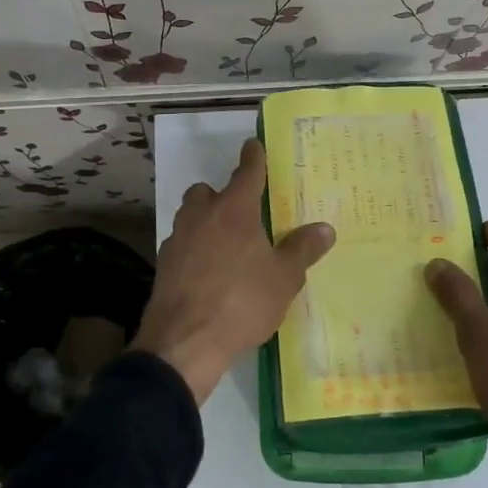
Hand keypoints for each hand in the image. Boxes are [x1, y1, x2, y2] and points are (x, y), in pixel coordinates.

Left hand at [137, 139, 336, 403]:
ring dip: (205, 222)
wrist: (184, 341)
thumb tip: (325, 228)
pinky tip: (207, 273)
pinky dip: (193, 250)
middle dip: (221, 196)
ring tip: (226, 245)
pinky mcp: (163, 266)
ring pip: (190, 217)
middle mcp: (201, 216)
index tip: (254, 146)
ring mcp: (177, 240)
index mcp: (234, 210)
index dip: (253, 158)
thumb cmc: (241, 301)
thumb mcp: (284, 278)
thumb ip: (302, 250)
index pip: (246, 172)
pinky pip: (181, 246)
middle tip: (242, 214)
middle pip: (207, 192)